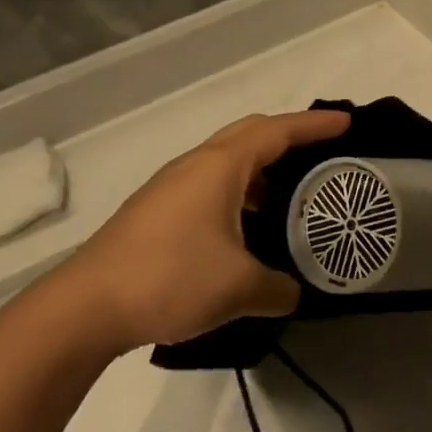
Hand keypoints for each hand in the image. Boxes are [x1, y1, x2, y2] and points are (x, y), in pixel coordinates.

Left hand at [38, 109, 351, 360]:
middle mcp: (194, 167)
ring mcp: (170, 189)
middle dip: (288, 137)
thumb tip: (294, 293)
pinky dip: (238, 194)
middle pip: (249, 135)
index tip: (346, 123)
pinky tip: (246, 230)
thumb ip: (278, 287)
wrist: (85, 308)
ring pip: (226, 163)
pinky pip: (209, 187)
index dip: (314, 125)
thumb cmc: (170, 279)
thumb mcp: (239, 287)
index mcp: (219, 168)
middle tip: (321, 152)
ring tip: (290, 197)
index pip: (276, 132)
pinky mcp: (155, 213)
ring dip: (261, 171)